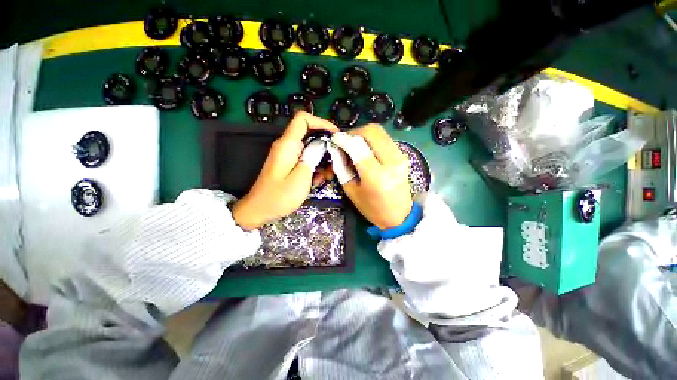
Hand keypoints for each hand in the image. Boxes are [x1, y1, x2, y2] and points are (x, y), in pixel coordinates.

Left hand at [232, 112, 338, 229]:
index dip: (321, 122)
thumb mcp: (301, 177)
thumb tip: (322, 145)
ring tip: (326, 176)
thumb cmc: (279, 196)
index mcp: (288, 144)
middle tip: (335, 162)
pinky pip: (306, 159)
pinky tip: (317, 180)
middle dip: (326, 146)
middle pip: (310, 134)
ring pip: (310, 149)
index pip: (303, 119)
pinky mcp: (290, 164)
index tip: (335, 135)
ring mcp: (288, 155)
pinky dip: (315, 167)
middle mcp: (287, 146)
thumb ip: (312, 158)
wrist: (259, 210)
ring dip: (322, 160)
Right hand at [328, 124, 412, 228]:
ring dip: (364, 135)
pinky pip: (385, 139)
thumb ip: (341, 167)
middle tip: (345, 141)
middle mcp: (391, 161)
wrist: (399, 216)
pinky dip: (372, 140)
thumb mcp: (351, 191)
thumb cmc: (372, 208)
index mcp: (376, 176)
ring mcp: (400, 156)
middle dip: (355, 132)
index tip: (334, 139)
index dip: (343, 139)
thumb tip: (336, 148)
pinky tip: (366, 150)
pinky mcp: (403, 155)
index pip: (357, 147)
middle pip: (372, 131)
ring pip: (380, 132)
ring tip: (354, 146)